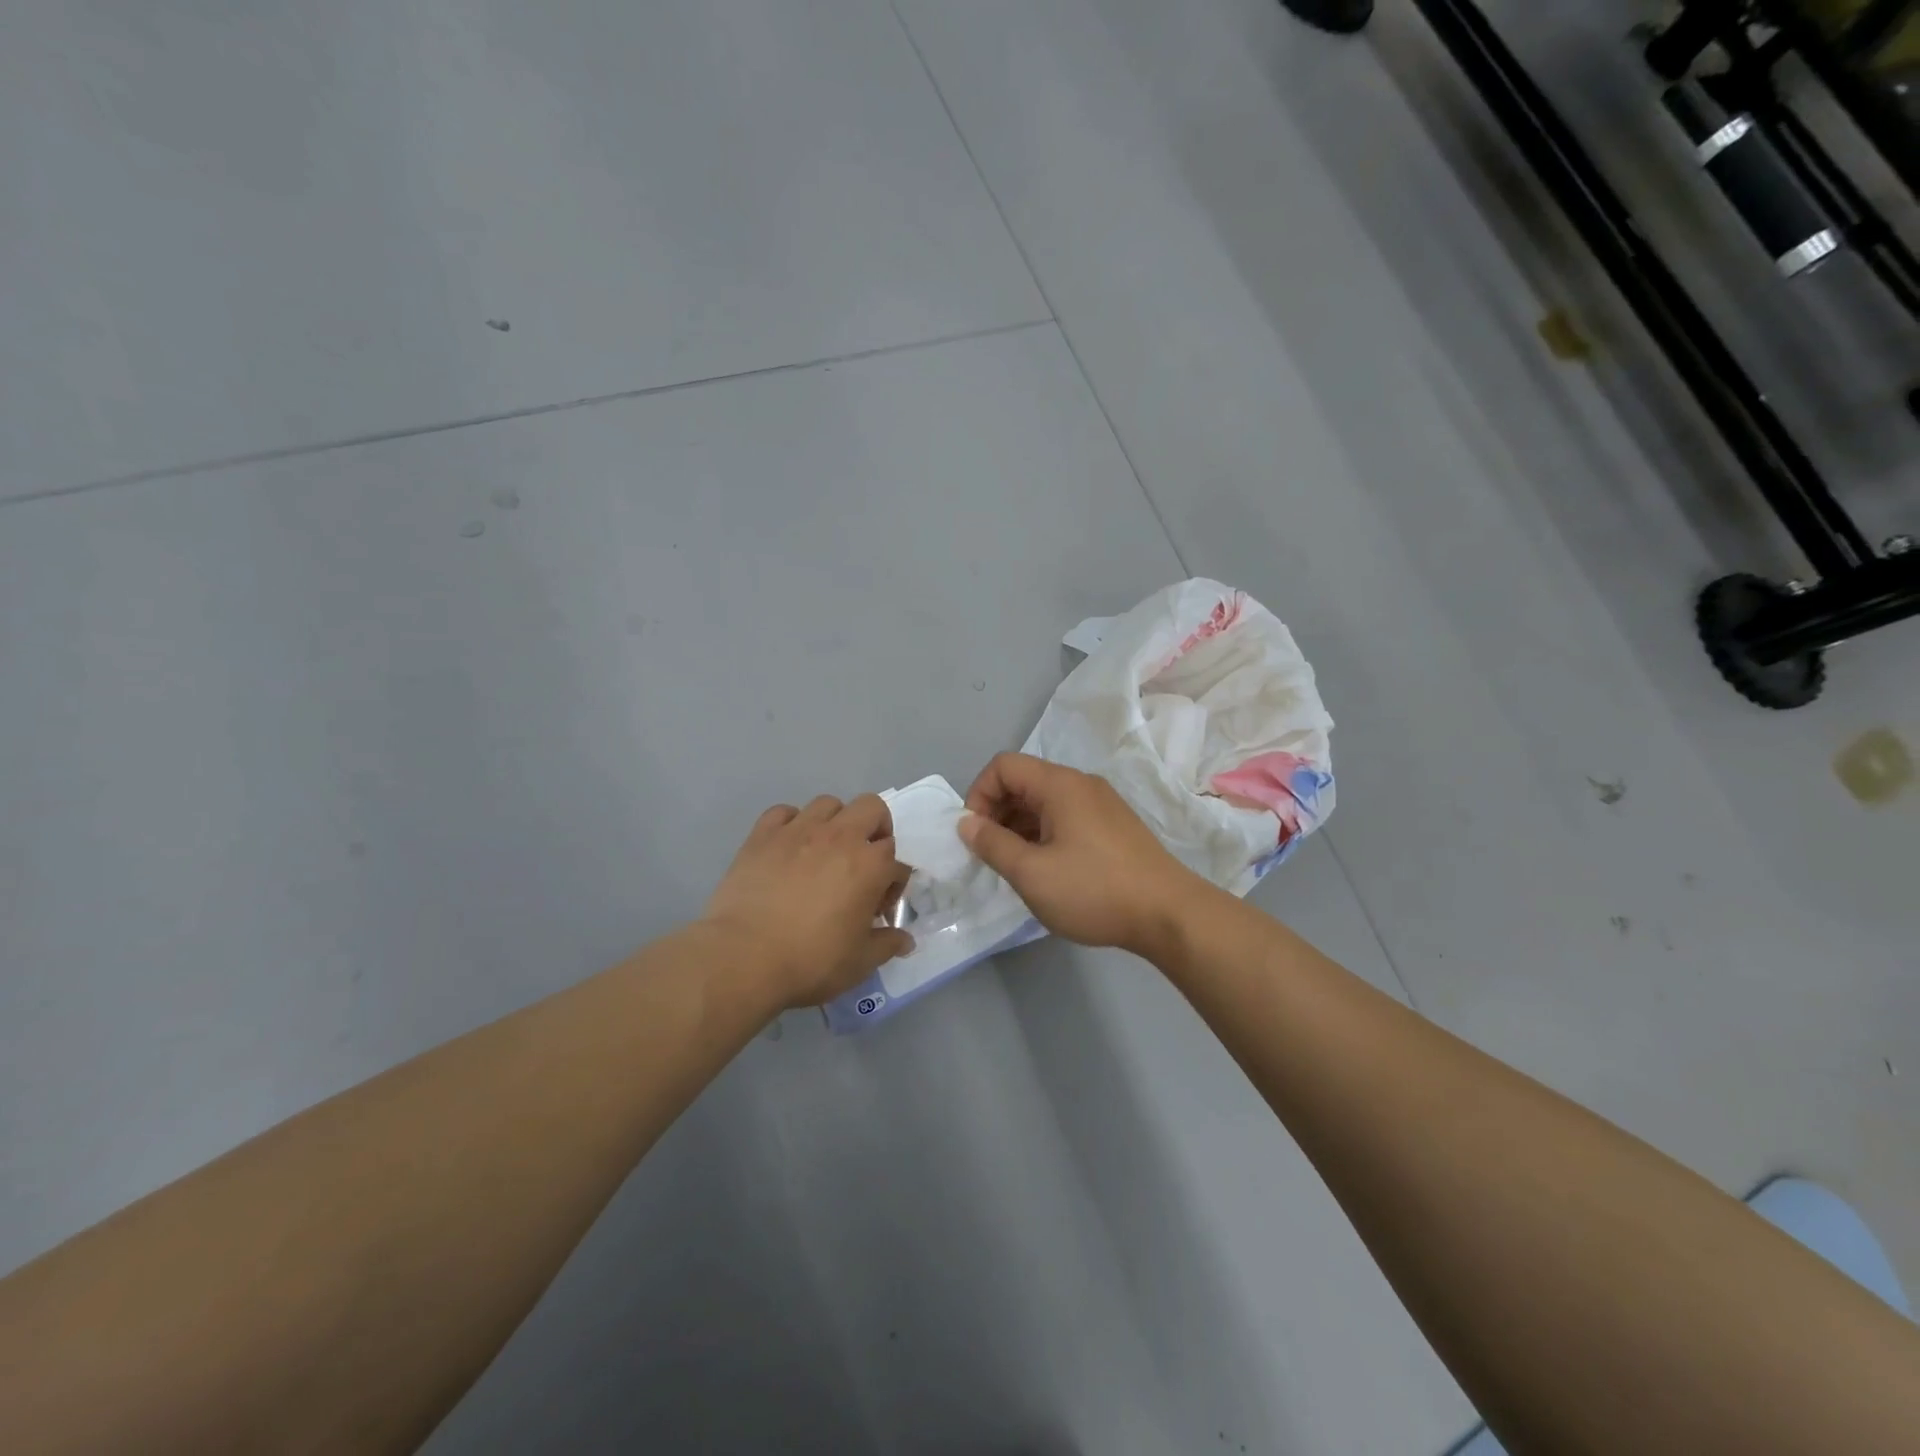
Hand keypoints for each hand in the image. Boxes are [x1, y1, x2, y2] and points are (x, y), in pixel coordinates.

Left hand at [702, 795, 913, 1008]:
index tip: (877, 910)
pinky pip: (784, 812)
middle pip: (872, 808)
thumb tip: (906, 941)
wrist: (743, 957)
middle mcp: (840, 836)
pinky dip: (791, 823)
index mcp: (870, 865)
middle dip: (876, 830)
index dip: (893, 886)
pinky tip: (788, 847)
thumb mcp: (859, 962)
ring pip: (829, 803)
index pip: (897, 862)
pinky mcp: (763, 834)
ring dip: (836, 822)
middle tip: (864, 861)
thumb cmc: (810, 961)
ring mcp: (799, 830)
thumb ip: (887, 945)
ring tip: (825, 851)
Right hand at [958, 753, 1206, 957]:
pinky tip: (1045, 868)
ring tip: (1014, 866)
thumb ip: (992, 844)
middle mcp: (1081, 784)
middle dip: (996, 812)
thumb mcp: (1031, 873)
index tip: (974, 835)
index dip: (978, 795)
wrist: (1169, 915)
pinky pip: (1066, 816)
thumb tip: (966, 823)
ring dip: (1019, 826)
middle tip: (990, 854)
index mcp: (1059, 784)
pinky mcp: (1113, 826)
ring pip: (1045, 801)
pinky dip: (1044, 833)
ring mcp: (1101, 804)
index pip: (1003, 766)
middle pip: (1024, 781)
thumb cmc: (1094, 890)